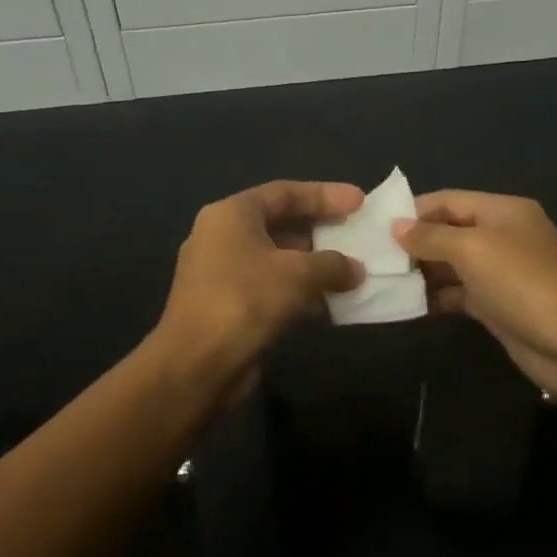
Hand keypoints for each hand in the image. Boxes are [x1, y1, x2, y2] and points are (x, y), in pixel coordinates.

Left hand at [158, 180, 365, 386]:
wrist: (197, 363)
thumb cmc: (245, 301)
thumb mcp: (297, 274)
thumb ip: (332, 265)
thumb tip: (356, 270)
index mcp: (231, 215)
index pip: (284, 192)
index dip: (324, 194)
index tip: (359, 201)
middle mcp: (222, 238)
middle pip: (280, 224)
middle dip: (321, 231)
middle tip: (356, 236)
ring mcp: (222, 274)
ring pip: (277, 260)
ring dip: (314, 266)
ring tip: (351, 272)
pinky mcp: (228, 306)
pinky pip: (271, 288)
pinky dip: (299, 292)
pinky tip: (329, 304)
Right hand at [394, 191, 556, 398]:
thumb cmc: (520, 282)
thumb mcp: (471, 249)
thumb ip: (431, 237)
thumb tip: (398, 228)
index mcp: (501, 212)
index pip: (449, 201)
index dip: (413, 211)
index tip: (376, 227)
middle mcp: (501, 237)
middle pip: (449, 232)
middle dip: (414, 243)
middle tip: (373, 258)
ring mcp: (500, 274)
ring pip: (452, 266)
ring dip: (421, 272)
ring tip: (382, 281)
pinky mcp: (497, 306)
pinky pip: (459, 294)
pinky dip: (436, 297)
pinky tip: (406, 305)